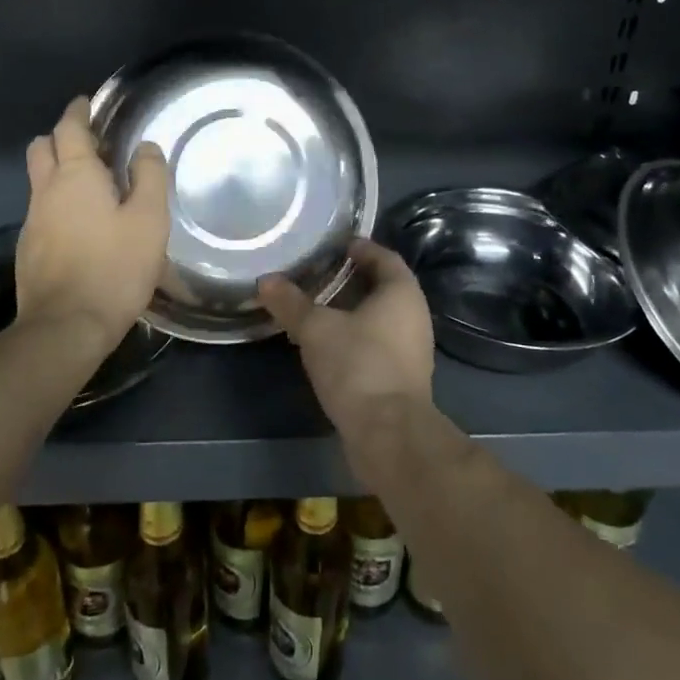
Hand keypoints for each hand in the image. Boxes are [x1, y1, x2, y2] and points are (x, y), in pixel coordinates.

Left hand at [18, 97, 170, 355]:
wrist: (66, 326)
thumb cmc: (115, 268)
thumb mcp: (149, 220)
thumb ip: (149, 177)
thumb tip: (145, 147)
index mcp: (76, 176)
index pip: (69, 128)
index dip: (78, 112)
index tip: (86, 104)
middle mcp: (46, 191)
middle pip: (42, 148)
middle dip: (60, 137)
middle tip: (88, 143)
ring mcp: (32, 221)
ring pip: (39, 181)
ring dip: (58, 172)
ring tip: (90, 185)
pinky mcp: (28, 250)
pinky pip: (41, 211)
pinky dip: (57, 203)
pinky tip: (80, 226)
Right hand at [258, 239, 434, 441]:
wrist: (389, 434)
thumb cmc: (358, 365)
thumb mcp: (316, 328)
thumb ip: (291, 302)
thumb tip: (266, 280)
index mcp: (402, 293)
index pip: (384, 256)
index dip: (360, 248)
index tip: (334, 245)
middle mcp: (414, 316)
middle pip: (383, 287)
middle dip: (351, 279)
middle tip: (317, 274)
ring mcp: (411, 350)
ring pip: (379, 318)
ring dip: (351, 311)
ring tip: (315, 307)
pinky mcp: (402, 378)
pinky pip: (376, 344)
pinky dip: (354, 337)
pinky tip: (326, 344)